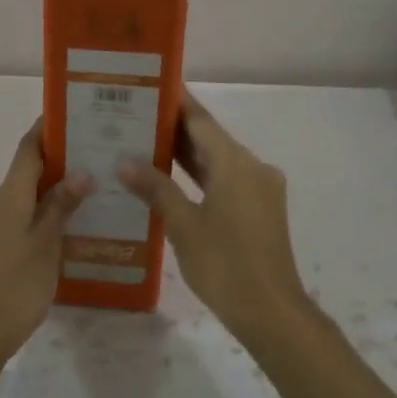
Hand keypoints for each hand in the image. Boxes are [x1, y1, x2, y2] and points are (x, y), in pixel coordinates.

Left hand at [0, 121, 92, 361]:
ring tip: (90, 190)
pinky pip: (19, 219)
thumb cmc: (14, 287)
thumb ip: (61, 206)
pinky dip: (42, 214)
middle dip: (59, 162)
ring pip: (24, 198)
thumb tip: (81, 171)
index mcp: (6, 198)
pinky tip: (68, 225)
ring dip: (52, 191)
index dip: (46, 130)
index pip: (27, 150)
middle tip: (96, 156)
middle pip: (26, 173)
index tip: (71, 114)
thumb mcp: (45, 245)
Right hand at [121, 92, 396, 397]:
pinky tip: (171, 180)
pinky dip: (200, 176)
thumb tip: (125, 161)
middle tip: (135, 115)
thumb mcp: (183, 225)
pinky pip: (226, 180)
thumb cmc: (224, 265)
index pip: (200, 120)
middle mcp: (252, 168)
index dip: (175, 102)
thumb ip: (155, 188)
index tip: (149, 85)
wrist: (271, 312)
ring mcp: (260, 189)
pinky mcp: (260, 210)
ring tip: (145, 142)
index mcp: (236, 164)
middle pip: (209, 138)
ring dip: (186, 154)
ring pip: (218, 161)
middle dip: (174, 128)